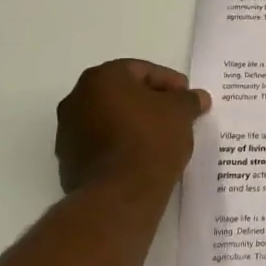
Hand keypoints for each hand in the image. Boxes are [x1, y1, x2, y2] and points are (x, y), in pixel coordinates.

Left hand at [55, 59, 210, 196]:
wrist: (119, 195)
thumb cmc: (150, 140)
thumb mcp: (181, 113)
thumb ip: (189, 100)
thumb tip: (198, 97)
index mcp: (102, 78)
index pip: (141, 70)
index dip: (169, 82)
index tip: (187, 97)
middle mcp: (76, 98)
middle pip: (122, 93)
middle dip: (149, 102)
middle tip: (176, 115)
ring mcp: (67, 131)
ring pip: (109, 119)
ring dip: (133, 124)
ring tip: (161, 139)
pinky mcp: (68, 161)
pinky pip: (101, 144)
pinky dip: (120, 145)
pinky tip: (142, 157)